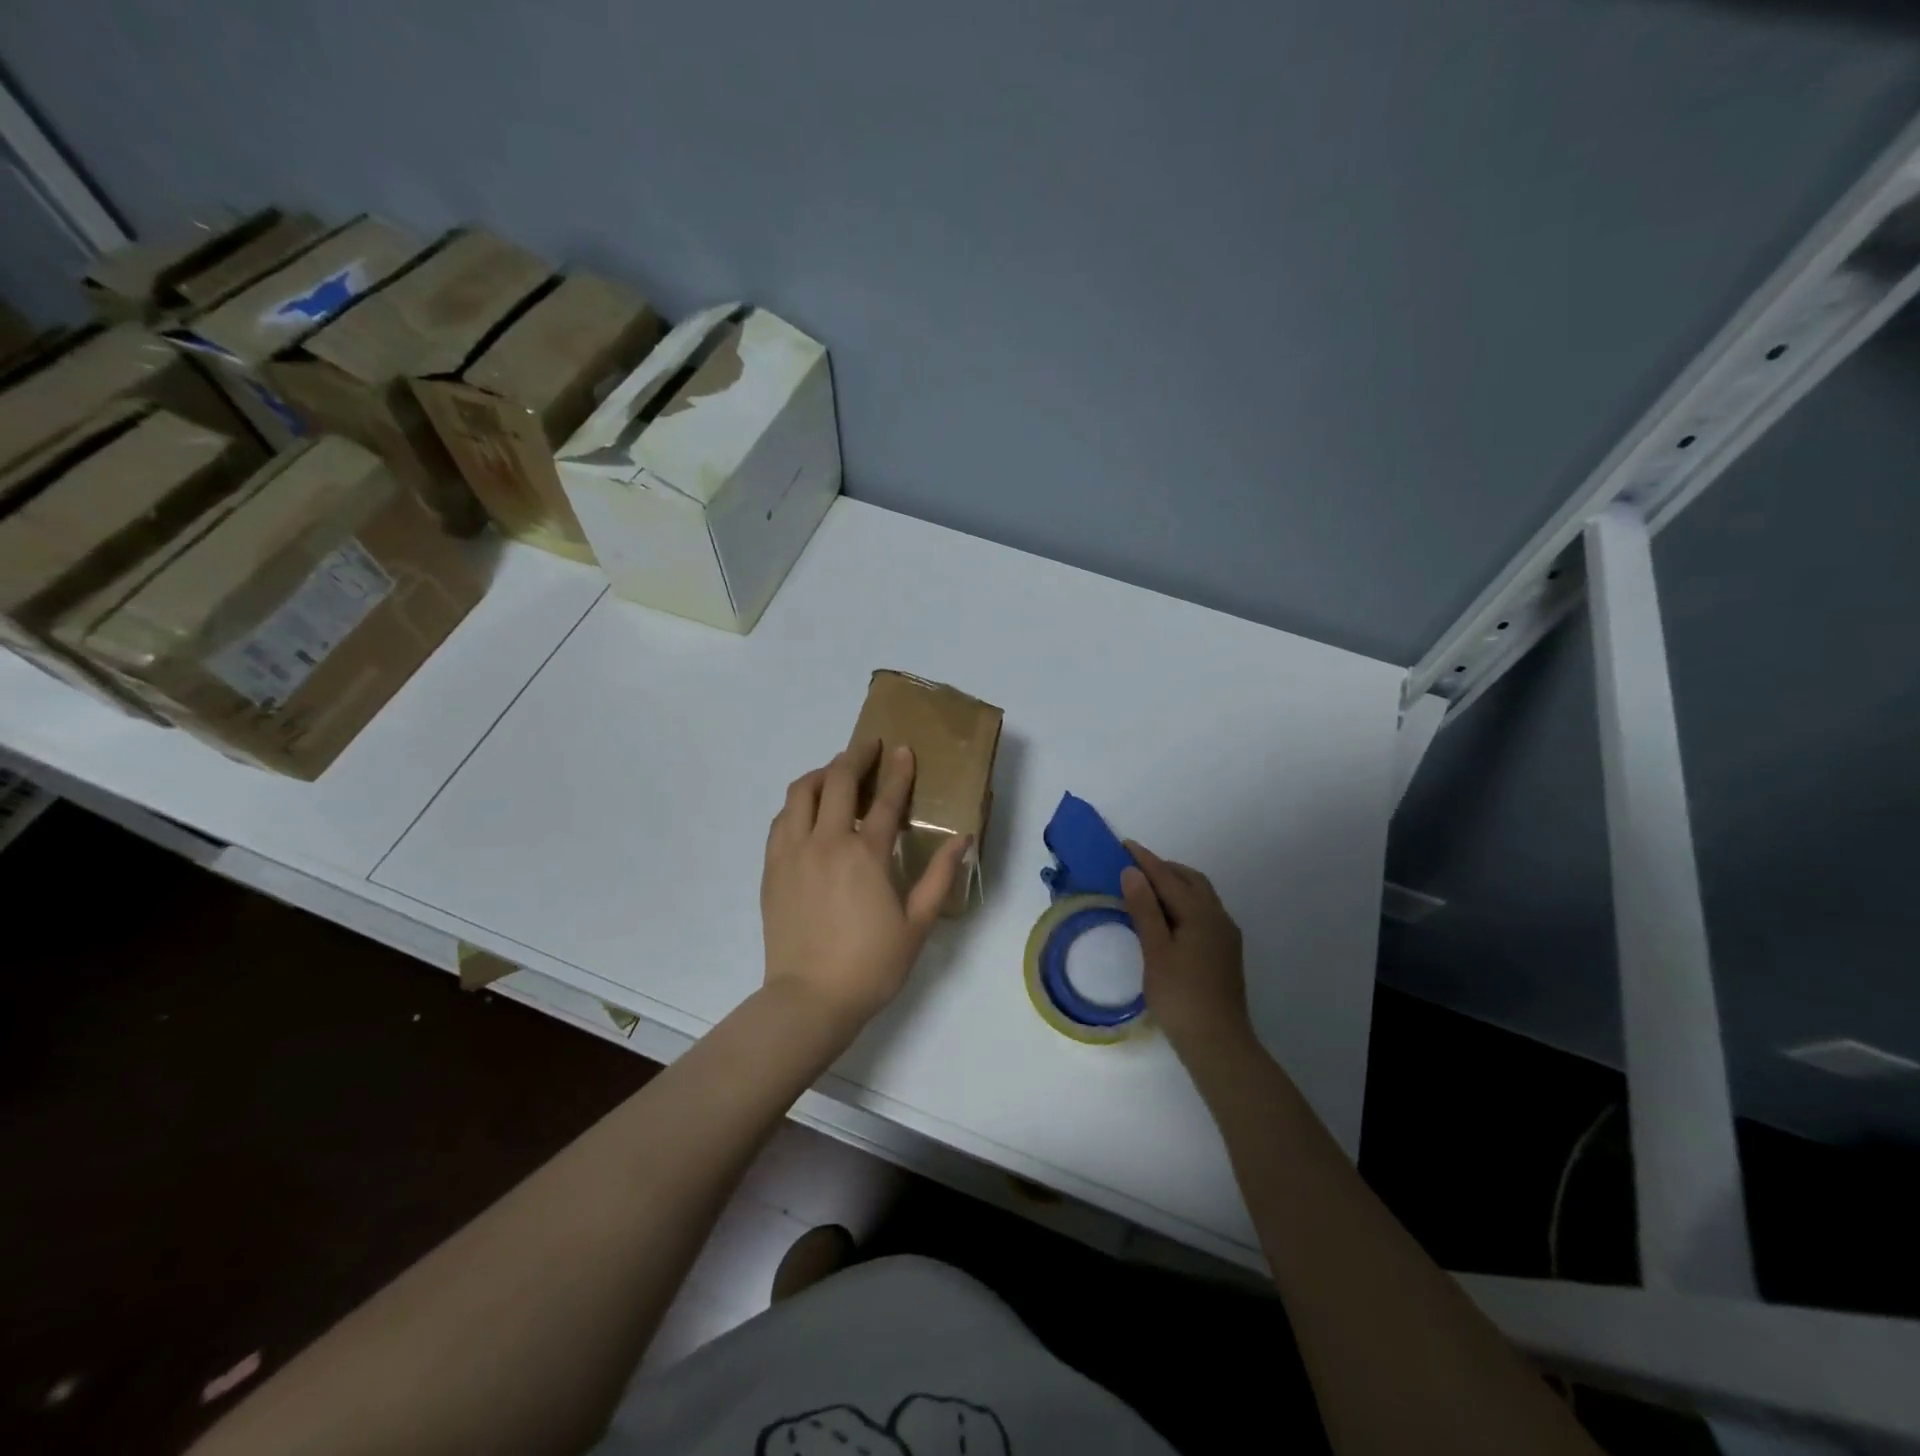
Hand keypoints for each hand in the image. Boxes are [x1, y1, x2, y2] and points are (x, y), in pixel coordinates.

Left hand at [761, 738, 970, 1034]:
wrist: (810, 999)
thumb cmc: (872, 964)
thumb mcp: (917, 924)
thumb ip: (939, 876)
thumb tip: (963, 839)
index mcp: (866, 854)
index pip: (885, 800)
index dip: (897, 771)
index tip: (903, 749)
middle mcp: (826, 842)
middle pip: (837, 781)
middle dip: (855, 756)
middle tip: (869, 747)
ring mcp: (793, 853)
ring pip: (800, 793)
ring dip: (820, 774)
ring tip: (835, 774)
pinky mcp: (772, 868)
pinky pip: (781, 820)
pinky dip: (797, 805)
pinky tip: (808, 812)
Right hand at [1120, 841, 1252, 1062]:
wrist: (1218, 1043)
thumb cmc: (1180, 996)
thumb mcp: (1156, 950)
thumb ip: (1144, 909)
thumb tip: (1132, 872)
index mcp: (1201, 913)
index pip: (1168, 877)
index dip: (1145, 860)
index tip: (1124, 845)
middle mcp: (1218, 917)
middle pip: (1191, 881)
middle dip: (1164, 869)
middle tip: (1135, 866)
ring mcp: (1225, 936)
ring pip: (1200, 897)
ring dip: (1175, 885)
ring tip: (1147, 889)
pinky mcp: (1224, 953)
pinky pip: (1202, 913)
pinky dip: (1183, 903)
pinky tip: (1167, 917)